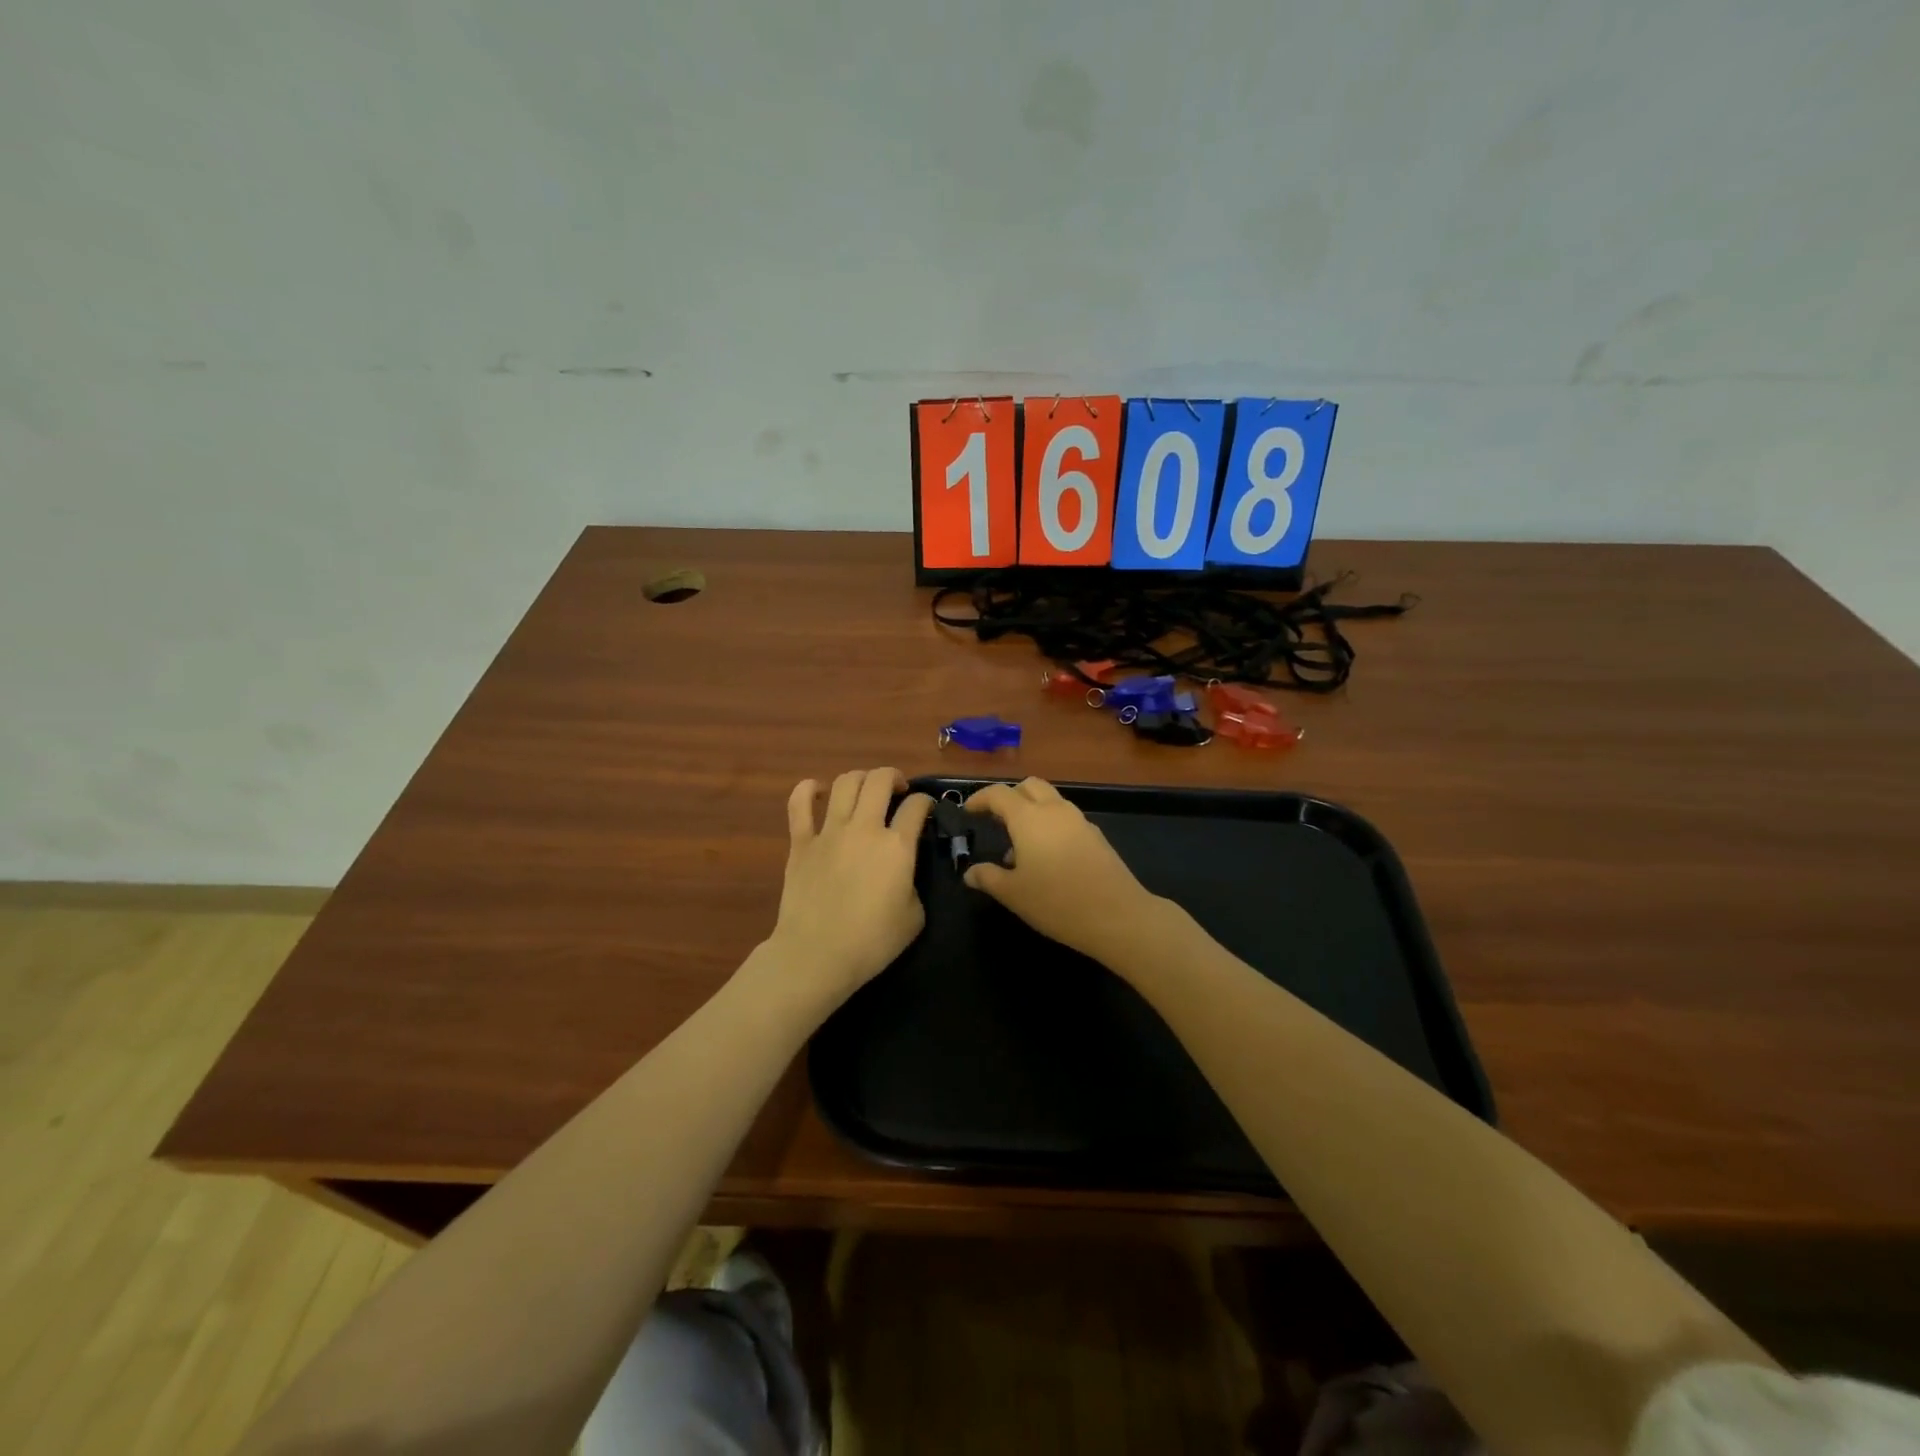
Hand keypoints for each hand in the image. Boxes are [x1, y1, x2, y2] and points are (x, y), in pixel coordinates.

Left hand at [764, 767, 933, 1002]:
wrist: (817, 955)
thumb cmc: (871, 942)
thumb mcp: (914, 917)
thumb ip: (913, 883)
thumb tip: (903, 872)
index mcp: (897, 846)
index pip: (917, 806)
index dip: (926, 802)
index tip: (926, 810)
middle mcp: (865, 828)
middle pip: (880, 780)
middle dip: (894, 777)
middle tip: (898, 790)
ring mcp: (829, 831)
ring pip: (846, 783)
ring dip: (861, 778)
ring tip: (866, 789)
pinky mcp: (801, 841)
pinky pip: (799, 803)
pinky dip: (809, 789)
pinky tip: (818, 790)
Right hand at [963, 778, 1166, 967]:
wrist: (1118, 916)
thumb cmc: (1057, 902)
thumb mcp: (1013, 894)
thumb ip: (988, 878)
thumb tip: (971, 873)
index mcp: (1029, 818)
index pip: (999, 794)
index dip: (980, 798)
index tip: (968, 811)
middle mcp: (1055, 810)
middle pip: (1029, 786)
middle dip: (1010, 797)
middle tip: (995, 819)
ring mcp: (1079, 822)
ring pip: (1051, 801)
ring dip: (1031, 812)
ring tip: (1018, 847)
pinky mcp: (1096, 837)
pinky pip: (1066, 819)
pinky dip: (1050, 826)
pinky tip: (1046, 859)